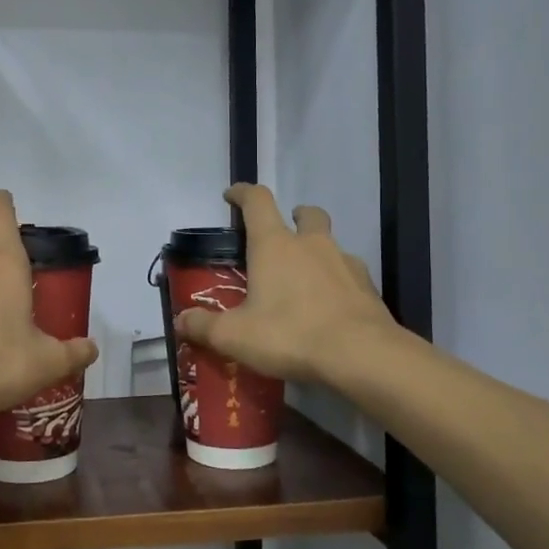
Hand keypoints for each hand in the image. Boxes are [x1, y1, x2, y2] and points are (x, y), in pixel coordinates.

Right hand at [174, 184, 397, 385]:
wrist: (361, 355)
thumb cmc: (290, 334)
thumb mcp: (235, 336)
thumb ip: (204, 327)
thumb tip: (181, 321)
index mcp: (274, 245)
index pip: (257, 201)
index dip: (242, 193)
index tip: (231, 195)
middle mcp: (311, 244)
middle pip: (305, 213)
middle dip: (293, 216)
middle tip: (281, 235)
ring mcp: (345, 262)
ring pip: (330, 242)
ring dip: (317, 250)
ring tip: (304, 278)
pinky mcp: (368, 286)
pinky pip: (349, 272)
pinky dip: (338, 280)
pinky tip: (330, 304)